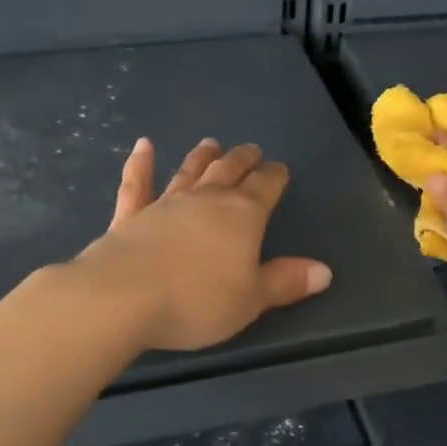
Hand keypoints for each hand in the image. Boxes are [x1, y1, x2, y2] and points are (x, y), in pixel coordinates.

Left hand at [75, 137, 332, 350]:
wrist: (122, 298)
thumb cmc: (197, 301)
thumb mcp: (251, 300)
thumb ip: (285, 282)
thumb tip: (324, 271)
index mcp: (242, 216)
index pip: (266, 187)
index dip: (275, 177)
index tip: (280, 168)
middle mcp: (206, 201)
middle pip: (229, 172)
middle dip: (243, 160)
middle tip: (251, 149)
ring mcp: (165, 204)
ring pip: (189, 172)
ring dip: (202, 157)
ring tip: (211, 143)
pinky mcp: (129, 216)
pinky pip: (137, 184)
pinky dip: (141, 164)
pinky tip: (144, 146)